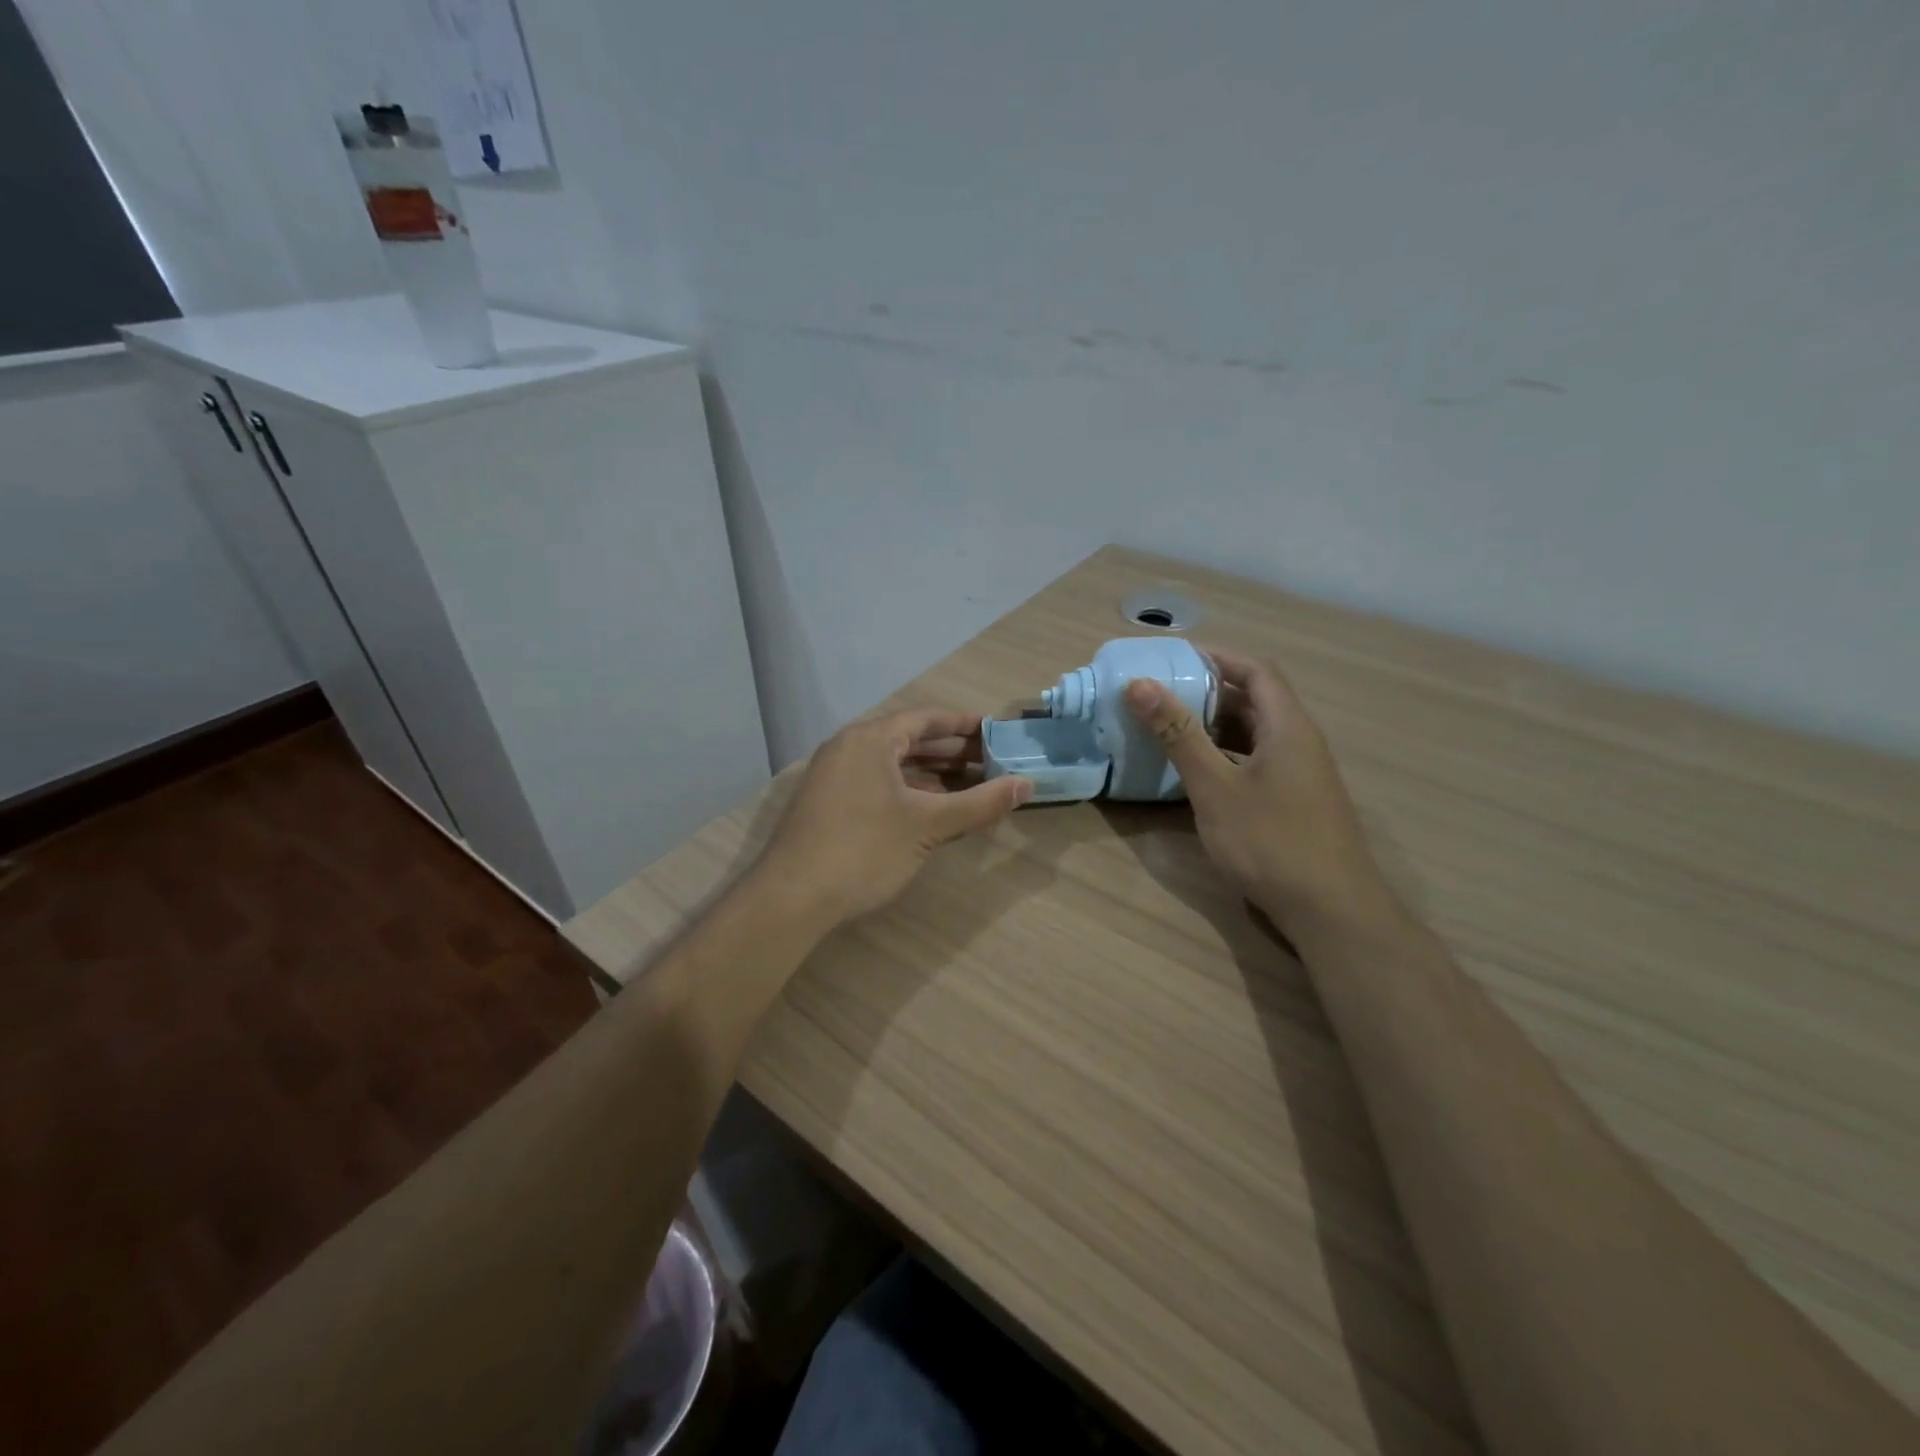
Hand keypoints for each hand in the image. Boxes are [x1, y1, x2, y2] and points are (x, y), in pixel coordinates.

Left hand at [754, 707, 1032, 927]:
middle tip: (989, 761)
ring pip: (891, 765)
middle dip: (949, 751)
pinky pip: (875, 783)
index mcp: (870, 739)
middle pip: (907, 739)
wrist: (792, 898)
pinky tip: (930, 809)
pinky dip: (906, 790)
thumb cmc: (864, 850)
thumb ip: (979, 804)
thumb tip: (1026, 785)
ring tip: (968, 785)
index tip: (993, 731)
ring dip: (929, 773)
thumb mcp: (928, 826)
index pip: (924, 718)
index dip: (962, 724)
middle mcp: (848, 749)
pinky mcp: (827, 804)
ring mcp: (833, 777)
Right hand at [1123, 647, 1392, 933]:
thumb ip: (1178, 734)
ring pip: (1254, 733)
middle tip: (1161, 693)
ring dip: (1214, 725)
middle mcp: (1299, 742)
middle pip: (1255, 700)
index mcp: (1288, 726)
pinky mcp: (1294, 801)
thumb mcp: (1215, 786)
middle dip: (1208, 691)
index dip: (1217, 657)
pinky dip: (1225, 755)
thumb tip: (1140, 684)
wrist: (1331, 911)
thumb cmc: (1271, 841)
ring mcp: (1300, 774)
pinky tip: (1196, 772)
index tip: (1173, 657)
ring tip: (1169, 727)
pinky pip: (1256, 760)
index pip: (1256, 670)